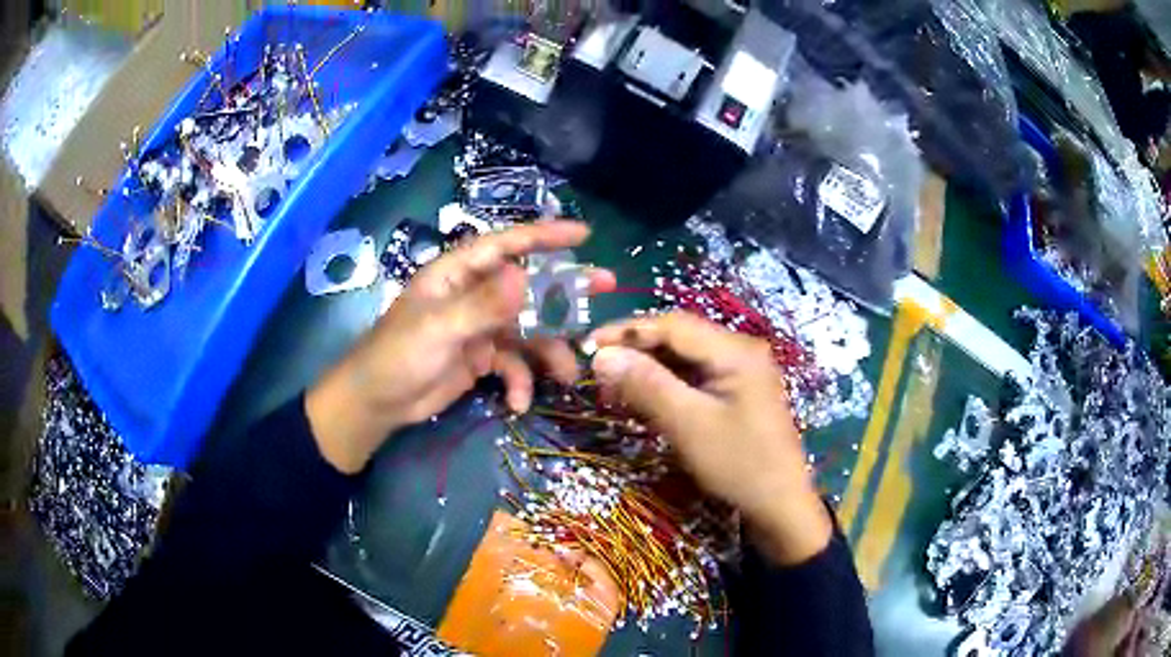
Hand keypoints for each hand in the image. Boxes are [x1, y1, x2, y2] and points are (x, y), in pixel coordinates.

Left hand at [306, 221, 615, 473]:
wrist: (376, 405)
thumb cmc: (397, 357)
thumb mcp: (439, 330)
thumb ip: (483, 306)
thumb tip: (527, 277)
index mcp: (456, 274)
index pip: (505, 245)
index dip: (543, 236)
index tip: (583, 235)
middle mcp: (472, 294)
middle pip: (526, 286)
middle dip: (563, 293)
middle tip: (603, 289)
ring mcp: (478, 327)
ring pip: (527, 330)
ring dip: (547, 352)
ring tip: (565, 375)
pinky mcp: (480, 358)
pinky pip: (513, 364)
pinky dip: (520, 382)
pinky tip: (518, 403)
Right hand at [588, 312, 831, 564]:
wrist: (781, 505)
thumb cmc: (739, 464)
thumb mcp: (689, 424)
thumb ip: (646, 385)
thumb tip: (601, 355)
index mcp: (736, 350)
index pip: (673, 325)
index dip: (628, 331)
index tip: (588, 345)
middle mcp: (740, 350)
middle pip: (680, 338)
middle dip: (637, 350)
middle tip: (599, 370)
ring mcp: (741, 371)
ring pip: (685, 358)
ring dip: (649, 368)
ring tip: (614, 386)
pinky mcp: (737, 392)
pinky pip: (695, 377)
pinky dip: (667, 385)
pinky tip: (644, 399)